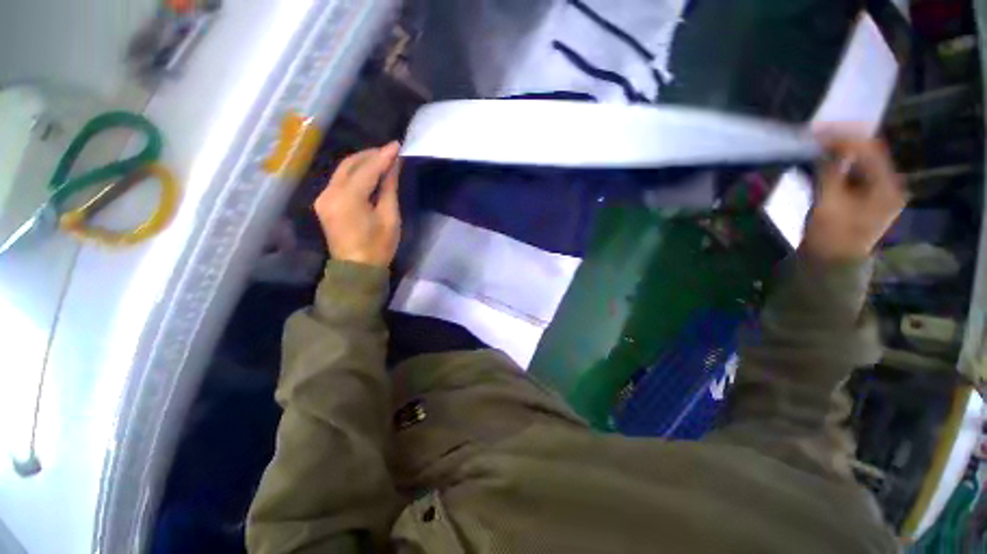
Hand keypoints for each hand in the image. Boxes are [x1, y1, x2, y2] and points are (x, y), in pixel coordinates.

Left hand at [314, 142, 401, 266]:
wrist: (356, 270)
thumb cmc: (378, 247)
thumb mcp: (389, 217)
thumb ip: (388, 188)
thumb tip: (393, 166)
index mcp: (348, 198)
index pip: (367, 169)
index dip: (383, 156)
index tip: (397, 145)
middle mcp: (330, 193)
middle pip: (349, 165)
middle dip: (370, 155)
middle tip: (390, 152)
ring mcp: (324, 198)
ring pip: (343, 170)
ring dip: (362, 162)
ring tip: (381, 160)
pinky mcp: (324, 203)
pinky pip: (339, 181)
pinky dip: (354, 173)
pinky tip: (368, 173)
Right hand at [803, 131, 906, 260]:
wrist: (830, 264)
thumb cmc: (830, 236)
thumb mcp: (828, 203)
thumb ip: (829, 172)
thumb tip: (823, 147)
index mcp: (886, 187)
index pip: (870, 150)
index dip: (845, 137)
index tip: (818, 132)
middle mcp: (888, 186)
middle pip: (868, 155)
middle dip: (843, 143)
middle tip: (817, 135)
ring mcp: (877, 193)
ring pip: (861, 163)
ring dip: (840, 153)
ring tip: (818, 146)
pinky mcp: (865, 199)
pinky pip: (854, 174)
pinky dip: (839, 166)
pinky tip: (824, 162)